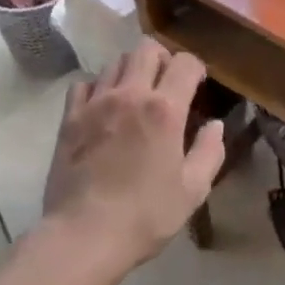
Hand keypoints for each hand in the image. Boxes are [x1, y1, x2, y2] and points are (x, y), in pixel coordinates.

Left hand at [41, 39, 221, 272]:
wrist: (83, 236)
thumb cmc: (144, 216)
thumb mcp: (192, 191)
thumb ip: (210, 152)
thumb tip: (215, 125)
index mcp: (165, 109)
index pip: (185, 62)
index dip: (195, 68)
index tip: (197, 85)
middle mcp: (131, 94)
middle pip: (147, 49)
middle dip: (162, 59)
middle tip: (166, 84)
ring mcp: (96, 102)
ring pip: (115, 62)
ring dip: (130, 71)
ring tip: (134, 95)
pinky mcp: (70, 117)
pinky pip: (84, 83)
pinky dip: (97, 87)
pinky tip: (102, 107)